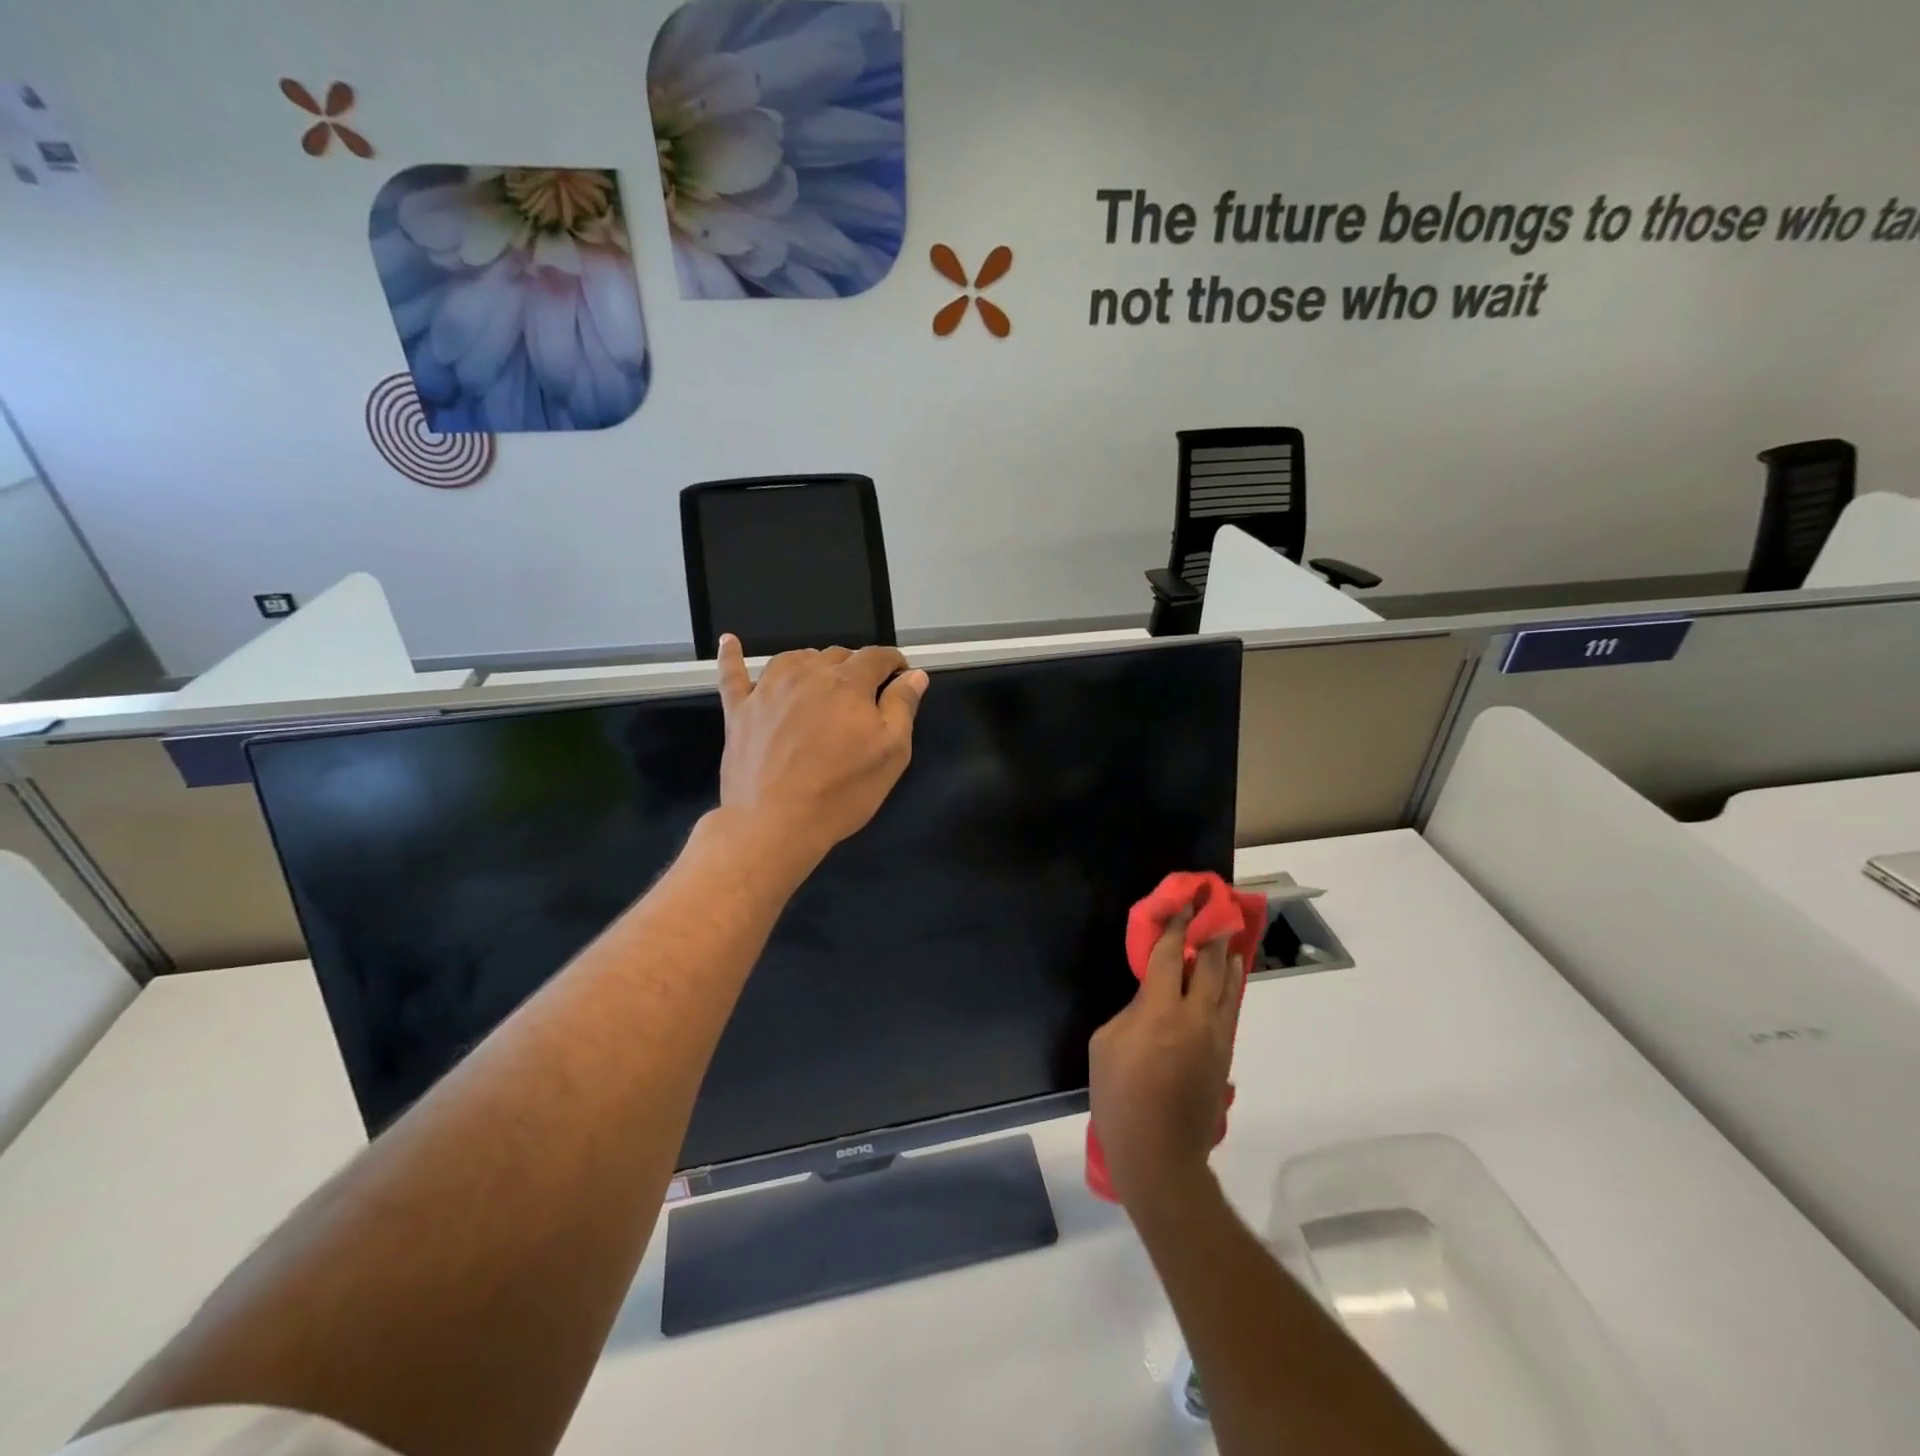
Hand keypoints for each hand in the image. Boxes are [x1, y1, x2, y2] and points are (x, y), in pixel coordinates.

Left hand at [715, 635, 928, 867]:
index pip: (877, 657)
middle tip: (863, 697)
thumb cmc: (842, 790)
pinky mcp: (738, 710)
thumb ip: (903, 707)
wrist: (775, 823)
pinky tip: (730, 642)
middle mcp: (807, 674)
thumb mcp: (891, 752)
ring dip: (812, 663)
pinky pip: (733, 673)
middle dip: (855, 668)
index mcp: (848, 683)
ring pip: (794, 658)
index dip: (893, 664)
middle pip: (836, 655)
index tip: (900, 678)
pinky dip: (733, 656)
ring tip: (821, 681)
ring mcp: (768, 689)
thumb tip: (914, 674)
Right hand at [1089, 912, 1243, 1217]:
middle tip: (1214, 912)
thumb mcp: (1105, 1045)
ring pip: (1228, 988)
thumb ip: (1131, 1012)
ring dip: (1228, 960)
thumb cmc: (1120, 1098)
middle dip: (1210, 936)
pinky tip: (1231, 980)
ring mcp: (1215, 1038)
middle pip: (1208, 967)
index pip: (1170, 957)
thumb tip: (1151, 998)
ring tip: (1229, 940)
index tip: (1183, 905)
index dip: (1176, 928)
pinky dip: (1232, 989)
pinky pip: (1231, 1011)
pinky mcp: (1223, 1057)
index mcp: (1160, 1011)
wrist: (1159, 1155)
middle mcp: (1195, 1017)